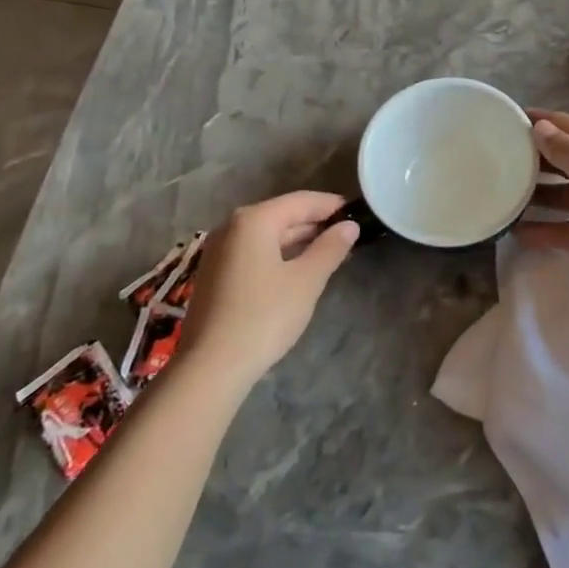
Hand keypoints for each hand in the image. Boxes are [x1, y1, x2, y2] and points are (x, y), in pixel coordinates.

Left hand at [182, 192, 358, 387]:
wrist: (211, 366)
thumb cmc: (264, 316)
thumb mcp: (306, 280)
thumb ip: (330, 248)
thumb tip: (349, 226)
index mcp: (254, 220)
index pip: (301, 201)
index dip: (331, 205)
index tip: (357, 212)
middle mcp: (232, 227)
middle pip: (282, 215)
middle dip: (315, 224)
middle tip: (348, 235)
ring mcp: (219, 251)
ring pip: (267, 235)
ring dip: (298, 241)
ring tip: (329, 253)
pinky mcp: (214, 274)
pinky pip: (254, 252)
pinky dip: (278, 255)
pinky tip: (298, 270)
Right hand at [516, 111, 568, 286]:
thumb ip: (561, 149)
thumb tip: (538, 127)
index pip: (563, 125)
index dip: (536, 122)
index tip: (503, 121)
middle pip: (561, 162)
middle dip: (531, 163)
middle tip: (493, 165)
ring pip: (564, 197)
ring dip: (536, 200)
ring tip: (500, 201)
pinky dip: (548, 232)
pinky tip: (518, 235)